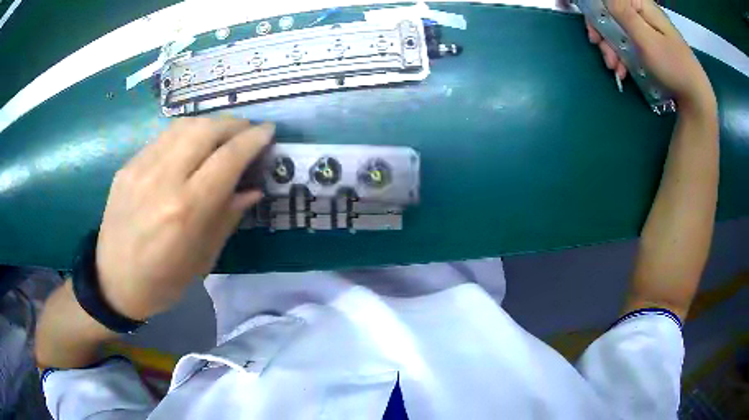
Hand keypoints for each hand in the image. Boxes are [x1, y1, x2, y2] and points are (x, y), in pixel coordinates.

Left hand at [96, 117, 273, 320]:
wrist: (113, 282)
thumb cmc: (163, 282)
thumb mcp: (203, 259)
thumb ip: (228, 217)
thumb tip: (253, 189)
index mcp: (186, 210)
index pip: (227, 158)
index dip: (252, 140)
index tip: (269, 131)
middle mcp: (163, 180)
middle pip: (206, 130)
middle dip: (233, 124)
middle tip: (247, 131)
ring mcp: (141, 169)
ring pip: (183, 126)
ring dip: (210, 124)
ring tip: (222, 134)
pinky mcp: (127, 166)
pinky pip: (163, 138)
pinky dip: (185, 134)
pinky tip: (191, 146)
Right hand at [586, 0, 715, 110]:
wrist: (695, 97)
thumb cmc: (673, 66)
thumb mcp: (647, 39)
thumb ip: (624, 13)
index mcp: (641, 6)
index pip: (610, 1)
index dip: (598, 13)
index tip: (595, 33)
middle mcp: (641, 14)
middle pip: (612, 16)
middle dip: (605, 35)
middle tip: (605, 55)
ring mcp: (646, 31)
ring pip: (618, 32)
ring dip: (612, 50)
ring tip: (616, 69)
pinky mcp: (648, 46)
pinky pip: (628, 45)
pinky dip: (622, 58)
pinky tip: (623, 72)